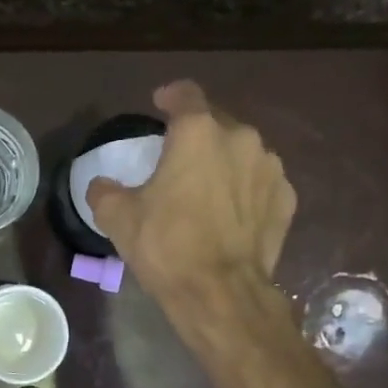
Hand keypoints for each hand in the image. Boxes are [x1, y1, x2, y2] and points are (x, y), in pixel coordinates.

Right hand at [86, 80, 296, 315]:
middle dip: (197, 134)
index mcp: (197, 133)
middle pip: (216, 123)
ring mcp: (270, 168)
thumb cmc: (166, 246)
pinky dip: (246, 189)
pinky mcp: (286, 199)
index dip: (170, 96)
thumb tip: (101, 185)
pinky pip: (261, 183)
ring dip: (224, 162)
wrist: (220, 292)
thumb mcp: (118, 218)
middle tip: (179, 156)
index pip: (185, 95)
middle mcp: (240, 139)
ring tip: (207, 187)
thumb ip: (104, 192)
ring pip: (242, 152)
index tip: (160, 103)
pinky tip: (232, 212)